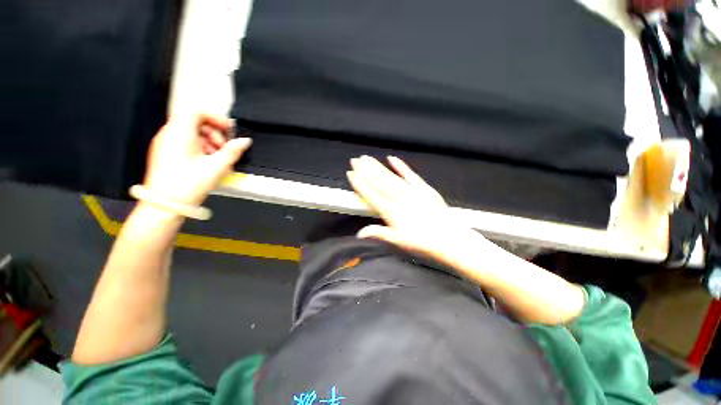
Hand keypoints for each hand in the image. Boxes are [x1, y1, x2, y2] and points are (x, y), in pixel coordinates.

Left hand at [143, 113, 251, 205]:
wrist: (165, 204)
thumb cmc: (189, 184)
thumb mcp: (217, 166)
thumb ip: (233, 151)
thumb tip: (245, 141)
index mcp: (180, 133)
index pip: (197, 112)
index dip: (216, 118)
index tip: (229, 130)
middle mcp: (169, 134)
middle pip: (194, 122)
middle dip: (214, 132)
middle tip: (223, 147)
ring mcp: (164, 143)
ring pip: (190, 132)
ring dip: (208, 141)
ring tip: (216, 157)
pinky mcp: (164, 153)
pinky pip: (183, 142)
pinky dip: (198, 147)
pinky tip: (206, 162)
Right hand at [347, 156, 484, 262]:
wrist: (449, 239)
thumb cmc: (421, 242)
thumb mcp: (397, 242)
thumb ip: (378, 234)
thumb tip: (359, 233)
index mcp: (391, 212)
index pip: (371, 194)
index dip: (360, 183)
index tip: (351, 173)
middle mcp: (399, 199)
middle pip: (379, 182)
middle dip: (365, 171)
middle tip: (355, 160)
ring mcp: (412, 191)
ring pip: (391, 177)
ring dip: (378, 167)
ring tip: (367, 158)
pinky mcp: (424, 188)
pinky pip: (410, 175)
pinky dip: (400, 166)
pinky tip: (391, 158)